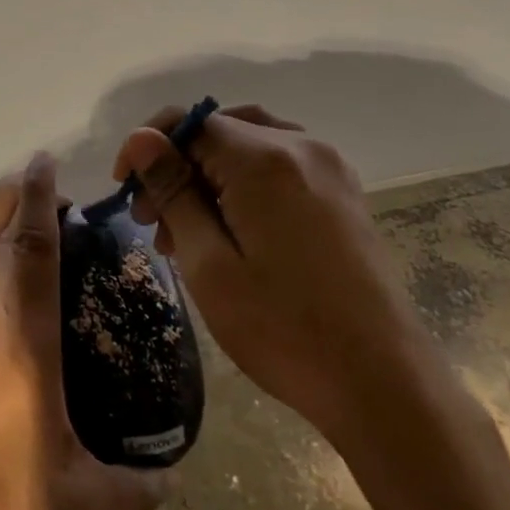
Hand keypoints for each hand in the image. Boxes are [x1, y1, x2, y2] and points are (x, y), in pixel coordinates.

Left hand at [0, 154, 167, 509]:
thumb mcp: (77, 505)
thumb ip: (134, 492)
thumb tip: (173, 484)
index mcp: (25, 334)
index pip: (37, 247)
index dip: (44, 200)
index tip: (50, 164)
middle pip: (5, 237)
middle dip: (27, 202)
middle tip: (51, 186)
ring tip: (10, 187)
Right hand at [113, 105, 448, 449]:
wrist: (385, 385)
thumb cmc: (284, 329)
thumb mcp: (209, 264)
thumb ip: (173, 192)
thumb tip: (141, 138)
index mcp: (265, 159)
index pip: (189, 123)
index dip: (147, 149)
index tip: (124, 191)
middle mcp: (302, 147)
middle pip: (219, 130)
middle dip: (177, 164)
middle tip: (152, 220)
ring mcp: (330, 169)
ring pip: (249, 143)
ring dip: (209, 173)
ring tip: (187, 230)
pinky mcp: (344, 194)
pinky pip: (280, 164)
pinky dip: (244, 181)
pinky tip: (232, 228)